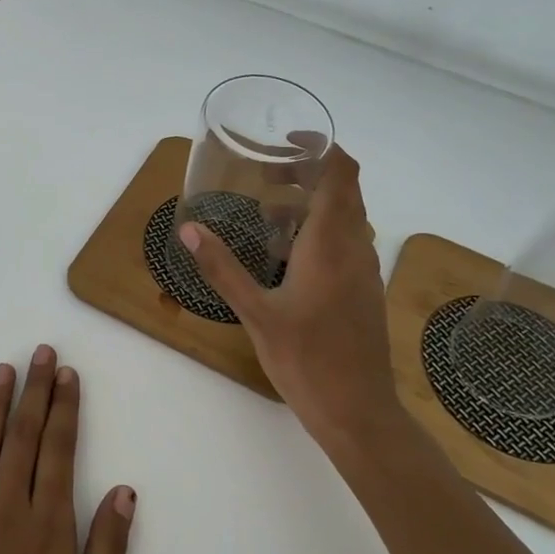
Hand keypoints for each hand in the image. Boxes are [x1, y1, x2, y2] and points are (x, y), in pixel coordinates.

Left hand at [0, 347, 136, 553]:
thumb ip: (108, 551)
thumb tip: (123, 490)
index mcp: (47, 531)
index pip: (58, 452)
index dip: (65, 409)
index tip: (67, 374)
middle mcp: (5, 513)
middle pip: (22, 438)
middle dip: (34, 391)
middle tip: (40, 352)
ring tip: (4, 369)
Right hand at [178, 147, 396, 452]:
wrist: (358, 412)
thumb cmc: (307, 360)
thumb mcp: (256, 314)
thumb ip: (222, 269)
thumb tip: (190, 229)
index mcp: (331, 245)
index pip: (341, 175)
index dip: (322, 148)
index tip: (288, 141)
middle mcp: (355, 249)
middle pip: (344, 191)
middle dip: (309, 175)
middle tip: (267, 178)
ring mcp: (364, 271)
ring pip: (346, 218)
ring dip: (313, 205)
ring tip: (269, 215)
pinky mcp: (363, 291)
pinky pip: (346, 243)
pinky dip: (320, 232)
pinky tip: (286, 258)